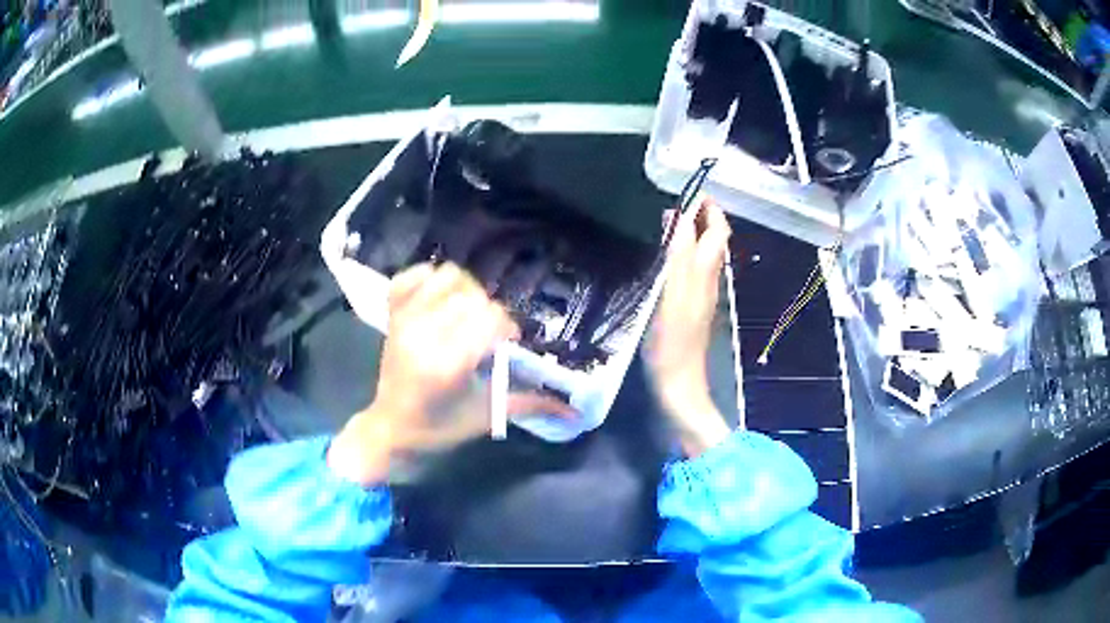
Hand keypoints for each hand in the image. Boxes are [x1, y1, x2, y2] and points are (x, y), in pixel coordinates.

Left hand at [328, 262, 575, 484]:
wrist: (390, 427)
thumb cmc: (439, 427)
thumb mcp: (485, 417)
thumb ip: (529, 404)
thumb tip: (574, 408)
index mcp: (447, 364)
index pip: (490, 319)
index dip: (507, 327)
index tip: (508, 343)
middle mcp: (424, 334)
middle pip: (473, 296)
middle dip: (490, 312)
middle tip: (488, 334)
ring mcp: (405, 320)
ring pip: (447, 278)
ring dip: (466, 290)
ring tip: (468, 312)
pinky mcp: (393, 314)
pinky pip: (411, 275)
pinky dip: (429, 278)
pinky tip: (441, 297)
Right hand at [645, 198, 733, 456]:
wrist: (678, 381)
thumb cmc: (671, 340)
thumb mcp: (672, 292)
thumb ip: (679, 254)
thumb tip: (684, 217)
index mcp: (705, 272)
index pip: (717, 231)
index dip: (710, 209)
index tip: (693, 190)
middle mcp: (709, 279)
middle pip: (715, 241)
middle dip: (704, 218)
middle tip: (681, 203)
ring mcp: (702, 294)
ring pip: (706, 254)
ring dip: (695, 233)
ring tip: (673, 222)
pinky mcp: (693, 307)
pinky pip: (695, 269)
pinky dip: (686, 252)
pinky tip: (670, 256)